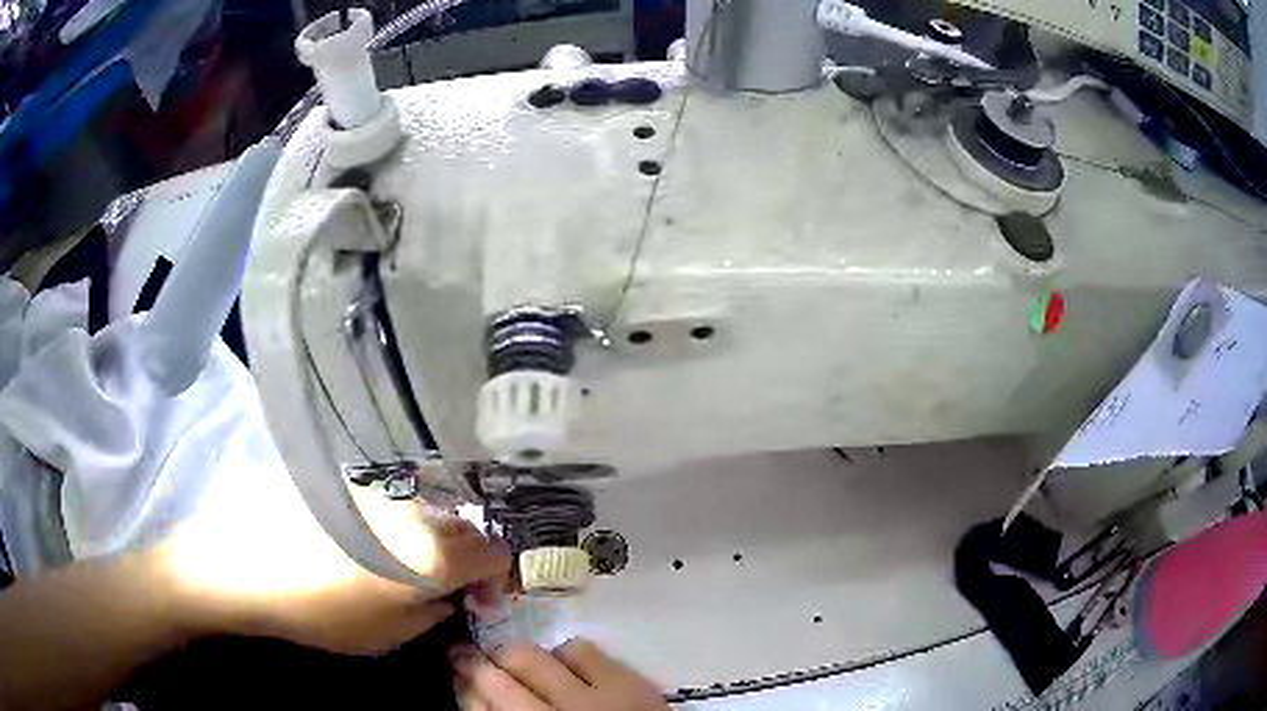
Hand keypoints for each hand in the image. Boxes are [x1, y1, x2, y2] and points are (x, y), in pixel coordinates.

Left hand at [152, 464, 509, 655]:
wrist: (246, 562)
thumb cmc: (320, 612)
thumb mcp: (390, 635)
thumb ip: (436, 613)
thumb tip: (457, 596)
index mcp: (433, 554)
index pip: (497, 552)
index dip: (500, 576)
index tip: (482, 595)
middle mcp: (417, 510)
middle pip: (466, 527)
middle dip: (466, 557)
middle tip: (441, 582)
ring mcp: (383, 487)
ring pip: (429, 509)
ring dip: (429, 536)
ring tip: (397, 559)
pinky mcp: (352, 476)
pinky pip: (392, 497)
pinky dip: (395, 518)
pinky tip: (364, 536)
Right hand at [452, 638, 668, 709]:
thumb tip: (477, 698)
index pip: (476, 708)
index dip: (462, 688)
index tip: (457, 678)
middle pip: (494, 679)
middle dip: (474, 663)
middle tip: (466, 655)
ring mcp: (590, 698)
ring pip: (532, 656)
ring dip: (517, 656)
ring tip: (517, 660)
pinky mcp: (626, 682)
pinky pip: (579, 648)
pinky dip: (564, 652)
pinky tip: (566, 666)